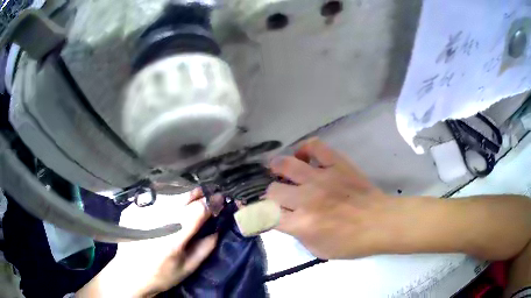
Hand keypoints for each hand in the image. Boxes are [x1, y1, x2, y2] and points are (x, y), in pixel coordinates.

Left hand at [76, 192, 216, 297]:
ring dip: (184, 191)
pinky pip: (154, 194)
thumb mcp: (188, 268)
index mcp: (174, 238)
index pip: (198, 210)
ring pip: (169, 190)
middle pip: (183, 194)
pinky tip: (169, 201)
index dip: (212, 202)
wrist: (129, 274)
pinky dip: (166, 195)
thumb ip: (205, 248)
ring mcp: (142, 210)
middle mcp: (157, 219)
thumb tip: (217, 229)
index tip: (220, 199)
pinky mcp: (132, 207)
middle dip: (199, 192)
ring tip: (191, 196)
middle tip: (207, 195)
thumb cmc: (161, 275)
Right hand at [266, 138, 401, 258]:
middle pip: (272, 190)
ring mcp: (321, 178)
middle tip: (279, 197)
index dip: (253, 214)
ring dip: (277, 168)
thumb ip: (295, 234)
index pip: (265, 216)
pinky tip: (304, 157)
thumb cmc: (351, 242)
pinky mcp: (336, 164)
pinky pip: (315, 147)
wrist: (380, 223)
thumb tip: (283, 218)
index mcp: (302, 224)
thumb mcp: (317, 249)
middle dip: (270, 195)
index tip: (251, 211)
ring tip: (279, 170)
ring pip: (285, 164)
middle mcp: (306, 199)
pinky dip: (305, 149)